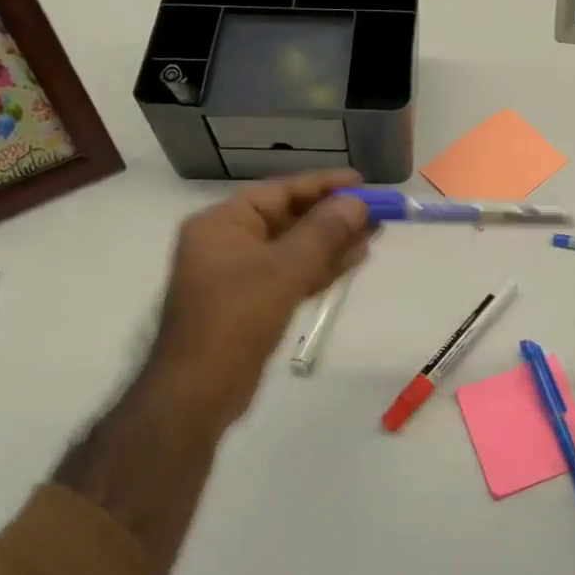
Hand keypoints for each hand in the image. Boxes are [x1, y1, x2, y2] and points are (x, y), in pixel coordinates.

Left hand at [143, 169, 374, 434]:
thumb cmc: (235, 320)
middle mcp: (228, 242)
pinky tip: (354, 259)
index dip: (323, 185)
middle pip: (289, 218)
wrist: (198, 392)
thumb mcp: (283, 270)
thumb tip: (357, 202)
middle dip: (333, 215)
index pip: (281, 191)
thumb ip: (323, 232)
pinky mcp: (252, 303)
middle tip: (377, 211)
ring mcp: (239, 274)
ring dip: (333, 241)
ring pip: (294, 248)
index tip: (362, 182)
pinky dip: (320, 267)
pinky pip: (291, 274)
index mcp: (222, 223)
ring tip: (375, 232)